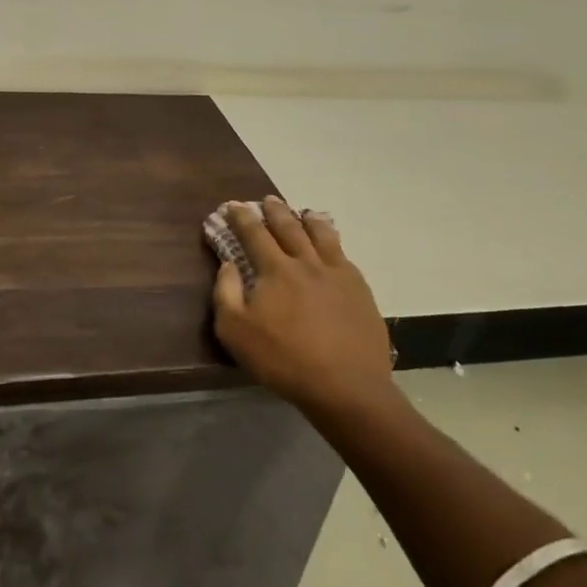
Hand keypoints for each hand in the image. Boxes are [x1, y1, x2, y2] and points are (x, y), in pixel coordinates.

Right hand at [211, 197, 394, 417]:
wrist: (346, 387)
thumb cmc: (284, 360)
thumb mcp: (236, 332)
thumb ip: (226, 293)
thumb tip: (227, 264)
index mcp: (276, 270)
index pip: (254, 234)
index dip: (241, 217)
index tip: (232, 205)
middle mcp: (307, 262)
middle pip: (289, 227)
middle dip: (275, 211)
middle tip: (267, 200)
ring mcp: (337, 274)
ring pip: (322, 236)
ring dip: (309, 220)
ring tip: (304, 212)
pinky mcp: (360, 290)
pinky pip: (344, 256)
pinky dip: (334, 243)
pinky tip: (334, 246)